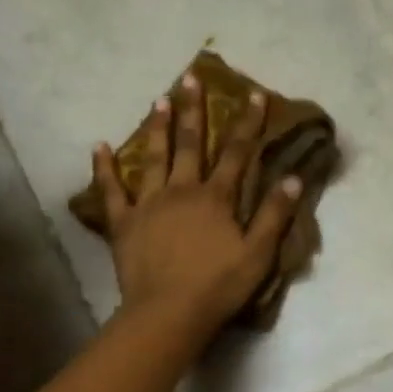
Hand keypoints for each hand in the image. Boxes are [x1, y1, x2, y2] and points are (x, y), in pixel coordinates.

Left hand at [91, 71, 301, 336]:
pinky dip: (104, 169)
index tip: (254, 94)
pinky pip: (112, 191)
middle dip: (193, 110)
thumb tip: (293, 178)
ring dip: (157, 128)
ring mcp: (149, 205)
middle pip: (190, 145)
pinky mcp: (124, 223)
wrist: (168, 313)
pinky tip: (98, 146)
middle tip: (190, 78)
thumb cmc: (218, 286)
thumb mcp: (258, 254)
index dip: (247, 123)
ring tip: (158, 100)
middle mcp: (181, 191)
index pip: (236, 153)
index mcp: (216, 198)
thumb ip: (274, 215)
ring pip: (153, 158)